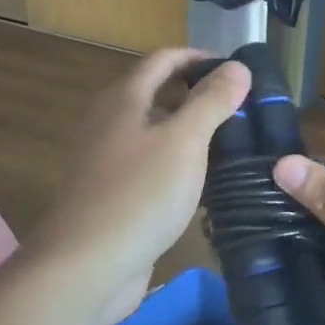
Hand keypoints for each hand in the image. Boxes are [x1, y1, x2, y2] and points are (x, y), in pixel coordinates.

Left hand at [34, 48, 249, 321]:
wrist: (86, 266)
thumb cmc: (139, 194)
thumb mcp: (184, 141)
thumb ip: (212, 101)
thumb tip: (238, 66)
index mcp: (123, 99)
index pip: (163, 59)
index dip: (199, 58)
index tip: (236, 70)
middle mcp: (109, 122)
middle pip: (155, 93)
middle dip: (196, 93)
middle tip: (238, 106)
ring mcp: (106, 160)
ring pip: (152, 131)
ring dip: (187, 129)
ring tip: (229, 140)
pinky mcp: (111, 194)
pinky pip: (149, 164)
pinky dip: (175, 161)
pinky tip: (200, 180)